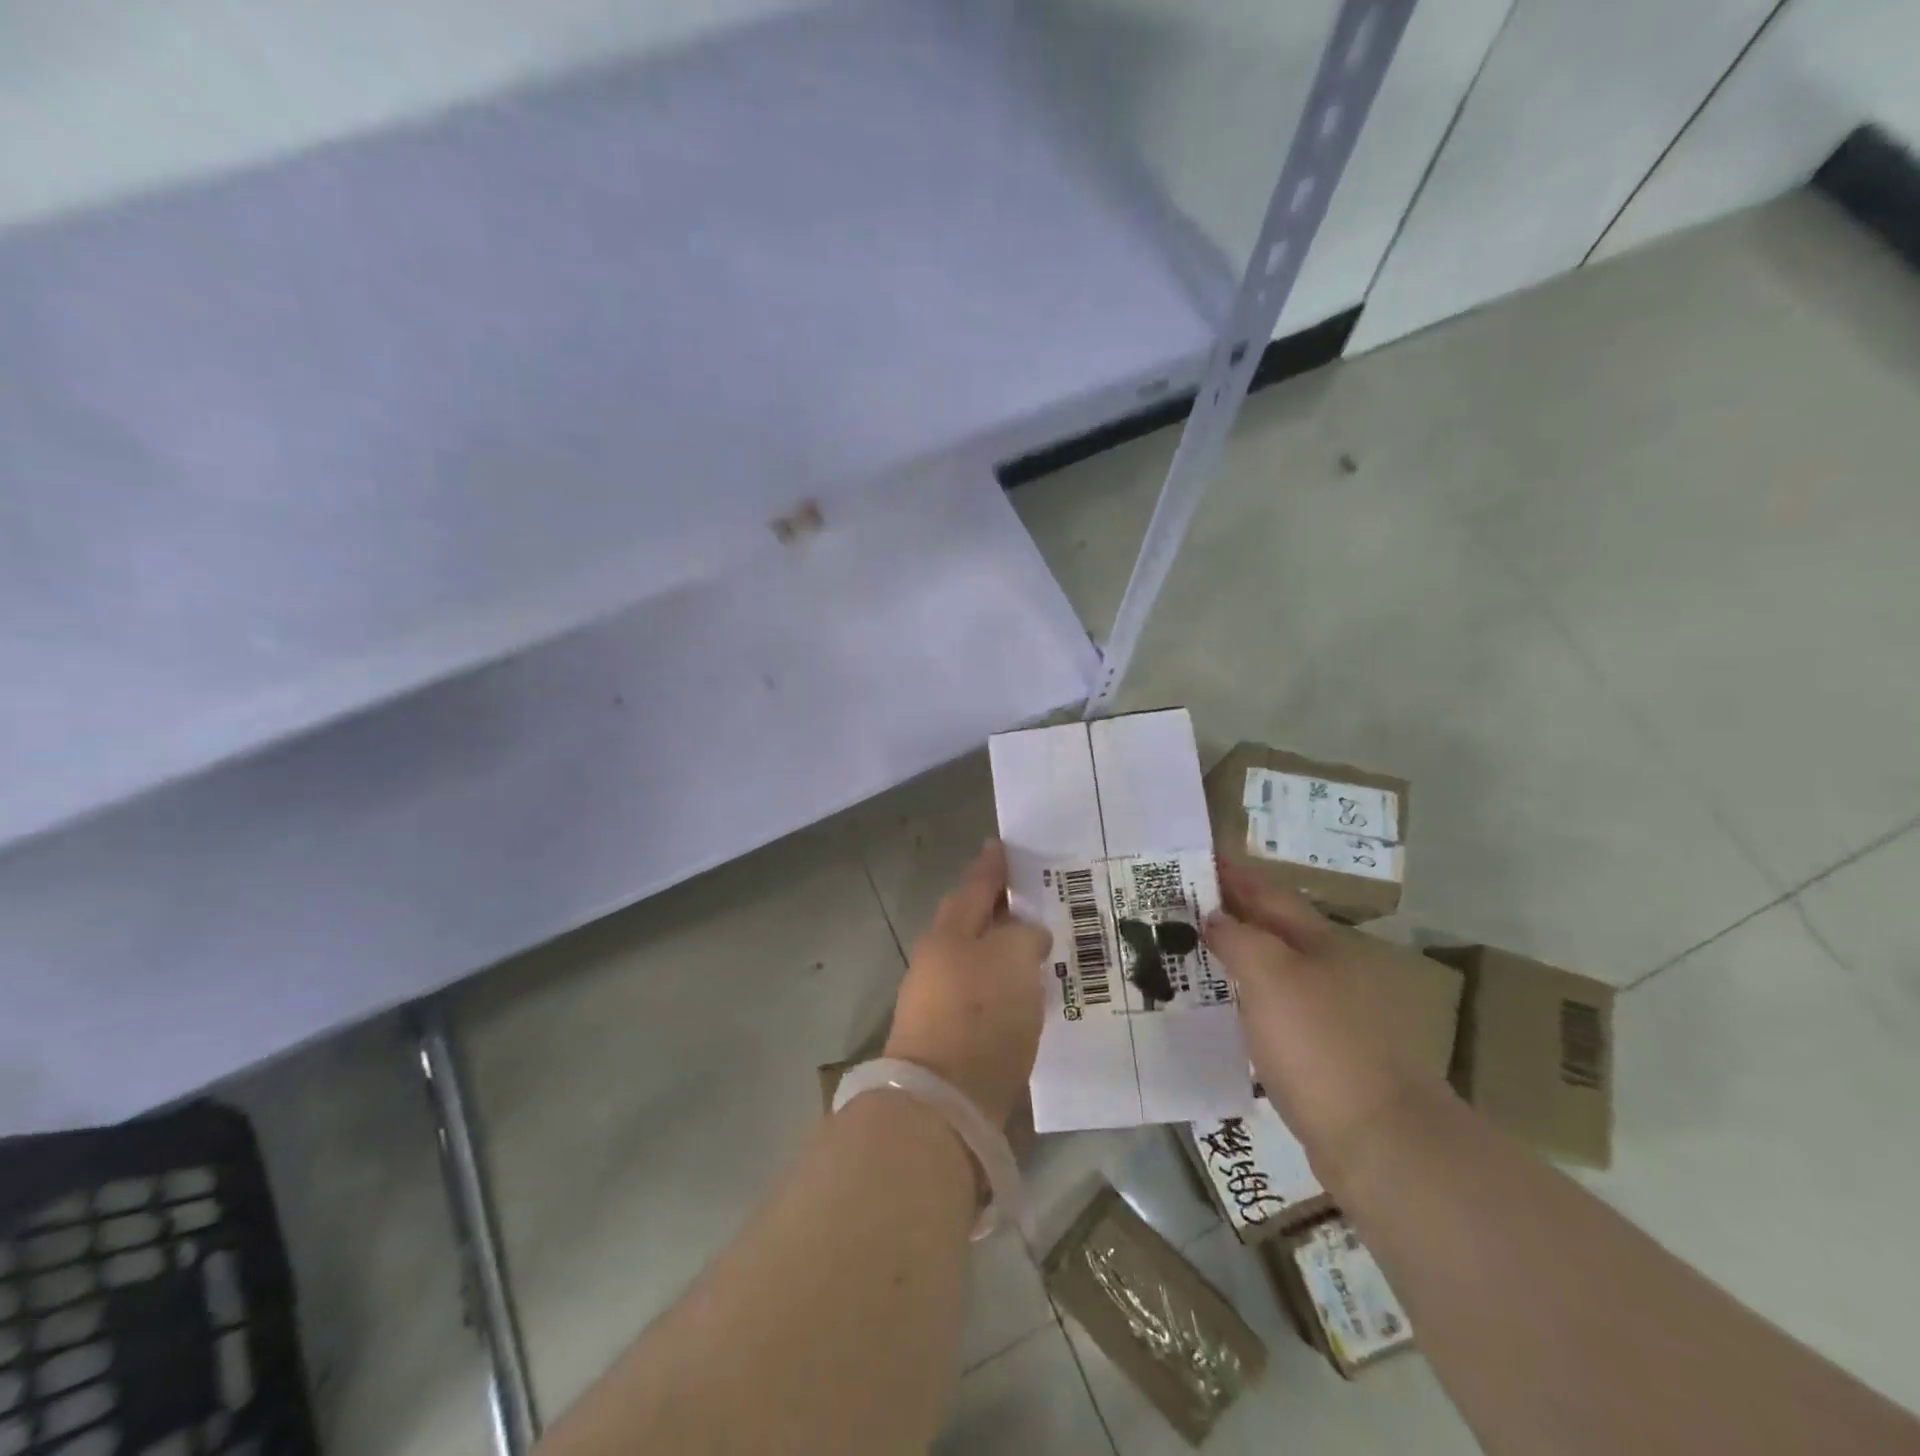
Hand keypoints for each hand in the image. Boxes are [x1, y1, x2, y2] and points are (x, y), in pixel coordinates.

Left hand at [883, 840, 1051, 1126]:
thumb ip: (1024, 935)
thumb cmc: (979, 1015)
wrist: (945, 1102)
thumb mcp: (1012, 958)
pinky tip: (1033, 990)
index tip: (1001, 845)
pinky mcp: (956, 1039)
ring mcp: (943, 1001)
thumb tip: (1028, 935)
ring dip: (1005, 948)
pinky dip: (1008, 985)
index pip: (975, 887)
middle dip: (998, 907)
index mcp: (949, 933)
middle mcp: (940, 961)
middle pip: (972, 923)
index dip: (991, 866)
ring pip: (981, 960)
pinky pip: (988, 996)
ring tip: (1043, 941)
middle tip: (1033, 893)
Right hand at [1204, 860, 1427, 1167]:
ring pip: (1267, 968)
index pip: (1266, 892)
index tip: (1191, 860)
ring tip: (1183, 949)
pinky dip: (1238, 995)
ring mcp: (1323, 1012)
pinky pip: (1266, 1007)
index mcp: (1318, 941)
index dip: (1231, 873)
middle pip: (1268, 927)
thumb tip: (1212, 918)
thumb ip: (1237, 937)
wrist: (1376, 1139)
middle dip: (1226, 910)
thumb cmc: (1318, 1042)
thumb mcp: (1270, 975)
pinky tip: (1214, 1007)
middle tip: (1174, 904)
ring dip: (1229, 954)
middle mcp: (1324, 969)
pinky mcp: (1315, 1052)